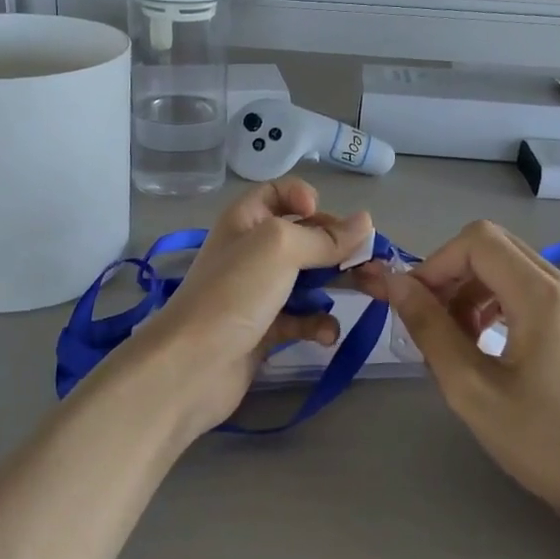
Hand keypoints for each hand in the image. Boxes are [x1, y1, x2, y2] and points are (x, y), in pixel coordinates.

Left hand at [121, 180, 371, 439]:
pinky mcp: (265, 330)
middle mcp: (252, 251)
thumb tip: (366, 222)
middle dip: (336, 247)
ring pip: (307, 280)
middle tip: (368, 261)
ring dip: (335, 286)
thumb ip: (324, 237)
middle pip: (303, 237)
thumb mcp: (279, 248)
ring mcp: (258, 292)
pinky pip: (300, 319)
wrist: (191, 365)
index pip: (278, 193)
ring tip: (363, 293)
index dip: (303, 197)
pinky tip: (326, 335)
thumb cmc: (234, 292)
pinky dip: (317, 324)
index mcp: (246, 220)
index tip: (323, 216)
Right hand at [358, 221, 559, 520]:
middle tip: (428, 320)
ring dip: (469, 290)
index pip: (476, 241)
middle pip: (492, 246)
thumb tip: (395, 285)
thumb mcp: (471, 388)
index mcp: (542, 296)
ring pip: (506, 266)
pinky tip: (481, 344)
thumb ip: (430, 328)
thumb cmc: (543, 442)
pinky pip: (525, 288)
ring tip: (453, 339)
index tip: (414, 305)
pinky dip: (492, 303)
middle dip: (450, 274)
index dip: (435, 264)